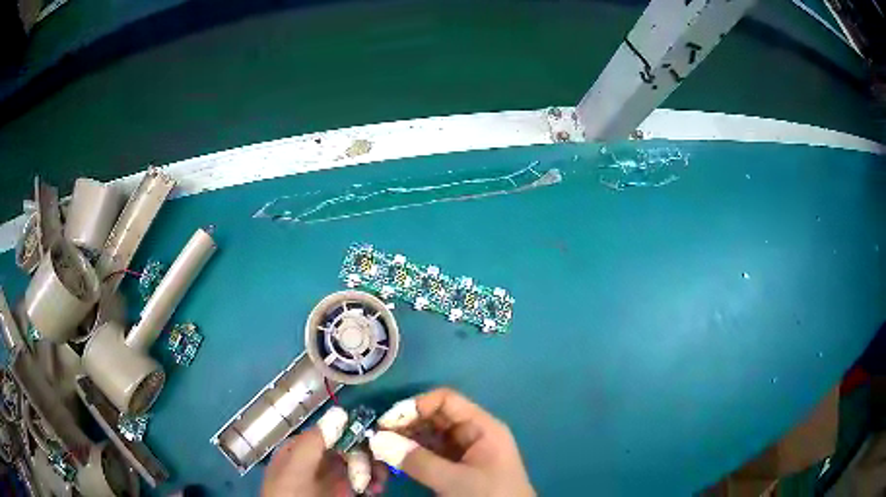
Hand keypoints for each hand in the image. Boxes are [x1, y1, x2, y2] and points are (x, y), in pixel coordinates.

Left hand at [261, 407, 387, 496]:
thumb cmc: (290, 495)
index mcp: (300, 449)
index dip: (351, 432)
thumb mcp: (296, 467)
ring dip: (374, 469)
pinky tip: (376, 490)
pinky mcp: (344, 494)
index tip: (371, 437)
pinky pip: (363, 483)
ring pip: (359, 466)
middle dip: (366, 454)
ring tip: (379, 481)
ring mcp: (332, 480)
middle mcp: (318, 462)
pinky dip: (373, 484)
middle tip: (378, 465)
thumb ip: (314, 442)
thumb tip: (340, 412)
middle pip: (348, 448)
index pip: (329, 432)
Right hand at [368, 388, 534, 496]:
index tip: (386, 423)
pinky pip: (430, 454)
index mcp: (481, 427)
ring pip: (429, 437)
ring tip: (380, 452)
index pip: (446, 400)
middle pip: (434, 417)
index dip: (415, 406)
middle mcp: (472, 434)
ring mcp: (464, 452)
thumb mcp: (455, 480)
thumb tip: (377, 440)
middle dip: (405, 426)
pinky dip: (411, 456)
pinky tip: (394, 463)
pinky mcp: (456, 469)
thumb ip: (417, 461)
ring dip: (404, 442)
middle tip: (377, 440)